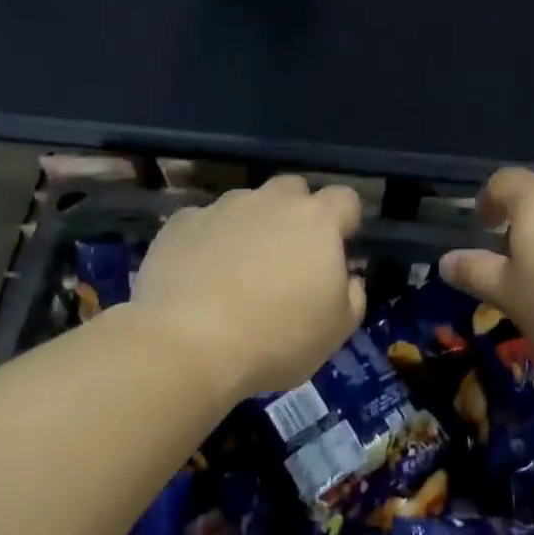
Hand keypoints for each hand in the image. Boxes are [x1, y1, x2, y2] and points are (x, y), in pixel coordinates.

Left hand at [131, 176, 365, 401]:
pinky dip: (208, 241)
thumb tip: (349, 279)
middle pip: (294, 189)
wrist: (185, 345)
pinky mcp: (180, 223)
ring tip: (239, 270)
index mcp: (317, 221)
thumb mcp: (337, 331)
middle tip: (289, 258)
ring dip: (251, 226)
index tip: (338, 251)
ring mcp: (222, 208)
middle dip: (297, 213)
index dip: (346, 221)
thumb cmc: (275, 338)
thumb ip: (353, 296)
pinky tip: (199, 276)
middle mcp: (271, 201)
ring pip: (247, 203)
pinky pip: (204, 223)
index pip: (346, 198)